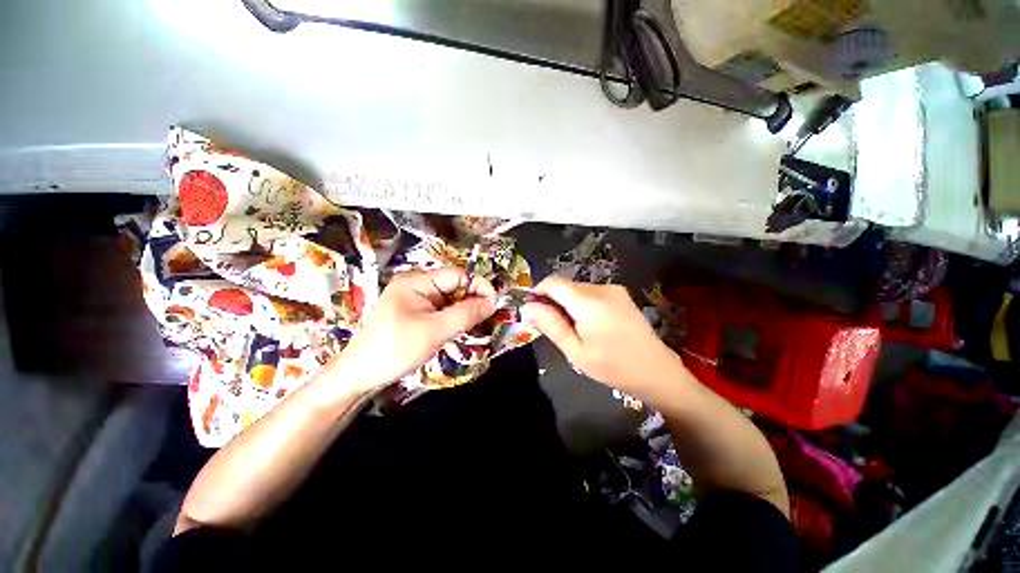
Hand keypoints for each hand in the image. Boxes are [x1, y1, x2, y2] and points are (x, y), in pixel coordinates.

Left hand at [335, 268, 495, 392]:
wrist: (360, 375)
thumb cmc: (395, 349)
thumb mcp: (435, 331)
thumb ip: (466, 314)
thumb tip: (492, 303)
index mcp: (416, 281)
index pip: (457, 275)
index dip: (479, 286)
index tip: (495, 303)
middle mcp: (415, 285)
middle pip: (453, 286)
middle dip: (471, 301)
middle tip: (486, 319)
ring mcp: (413, 299)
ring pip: (448, 300)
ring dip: (462, 312)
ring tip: (473, 327)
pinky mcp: (413, 313)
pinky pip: (440, 310)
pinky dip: (451, 319)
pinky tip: (456, 331)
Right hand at [521, 275, 685, 397]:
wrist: (657, 371)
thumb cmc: (613, 367)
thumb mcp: (576, 351)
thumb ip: (550, 325)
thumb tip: (527, 306)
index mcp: (589, 302)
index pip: (552, 282)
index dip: (537, 292)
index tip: (531, 310)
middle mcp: (601, 288)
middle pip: (564, 285)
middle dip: (552, 301)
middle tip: (553, 328)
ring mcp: (613, 289)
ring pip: (576, 289)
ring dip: (566, 303)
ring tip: (573, 330)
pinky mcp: (620, 294)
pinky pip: (590, 293)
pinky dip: (580, 304)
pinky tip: (588, 325)